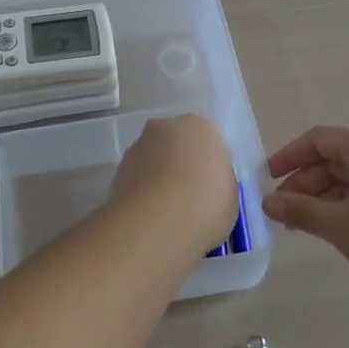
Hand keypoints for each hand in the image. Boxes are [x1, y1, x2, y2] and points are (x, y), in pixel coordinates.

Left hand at [113, 114, 238, 253]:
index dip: (207, 166)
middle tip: (187, 197)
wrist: (159, 220)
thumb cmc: (206, 204)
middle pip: (175, 144)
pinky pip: (136, 177)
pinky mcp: (118, 168)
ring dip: (157, 177)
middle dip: (179, 164)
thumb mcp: (230, 194)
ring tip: (166, 212)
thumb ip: (217, 181)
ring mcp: (138, 145)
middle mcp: (166, 126)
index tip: (209, 189)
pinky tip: (149, 216)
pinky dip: (141, 191)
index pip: (206, 141)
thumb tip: (204, 185)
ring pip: (152, 159)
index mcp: (200, 126)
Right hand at [263, 126, 348, 311]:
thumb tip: (269, 202)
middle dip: (307, 182)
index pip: (319, 139)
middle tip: (283, 211)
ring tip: (306, 225)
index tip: (267, 179)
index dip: (289, 157)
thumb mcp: (341, 226)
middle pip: (338, 158)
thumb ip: (302, 210)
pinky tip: (341, 231)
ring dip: (327, 197)